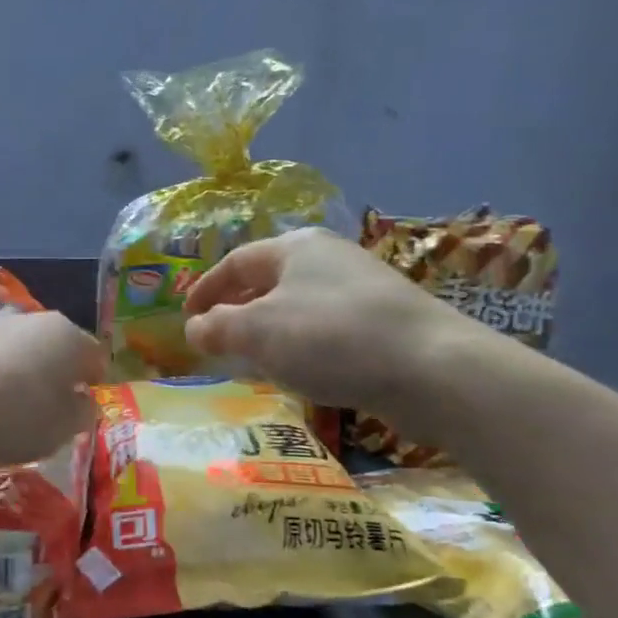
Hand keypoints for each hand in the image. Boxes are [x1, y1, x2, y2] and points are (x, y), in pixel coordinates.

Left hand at [0, 312, 104, 464]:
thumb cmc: (17, 414)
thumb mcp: (64, 427)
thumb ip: (82, 412)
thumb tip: (80, 400)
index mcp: (69, 336)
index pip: (95, 357)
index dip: (93, 383)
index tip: (84, 407)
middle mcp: (34, 321)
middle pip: (55, 351)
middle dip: (55, 379)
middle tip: (49, 414)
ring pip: (21, 356)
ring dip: (22, 380)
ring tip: (10, 417)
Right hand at [184, 228, 489, 427]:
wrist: (431, 368)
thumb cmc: (329, 338)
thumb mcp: (256, 331)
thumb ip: (217, 328)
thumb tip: (195, 329)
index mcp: (295, 247)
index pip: (235, 262)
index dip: (205, 289)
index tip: (186, 317)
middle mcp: (329, 258)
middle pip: (267, 281)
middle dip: (236, 310)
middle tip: (214, 338)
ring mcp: (361, 288)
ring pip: (296, 306)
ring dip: (267, 330)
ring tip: (250, 359)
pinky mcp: (384, 321)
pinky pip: (324, 328)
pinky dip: (299, 344)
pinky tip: (298, 370)